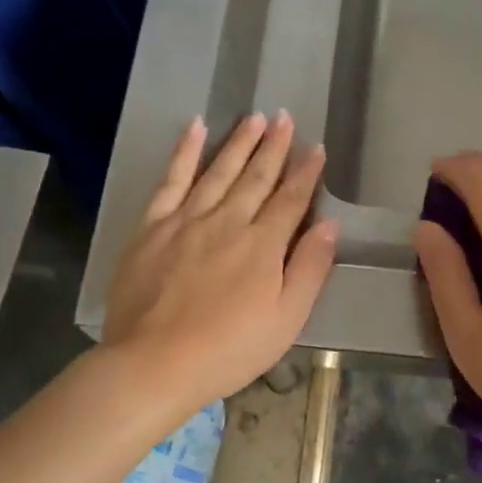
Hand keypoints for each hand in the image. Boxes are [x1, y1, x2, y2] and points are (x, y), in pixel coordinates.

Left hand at [103, 112, 337, 414]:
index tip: (316, 148)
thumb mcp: (286, 320)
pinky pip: (171, 180)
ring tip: (254, 118)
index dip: (306, 173)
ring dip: (239, 142)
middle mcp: (227, 222)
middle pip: (256, 177)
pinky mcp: (152, 227)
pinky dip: (184, 152)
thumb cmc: (229, 350)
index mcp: (263, 246)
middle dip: (274, 147)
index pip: (291, 200)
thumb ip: (310, 269)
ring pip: (218, 171)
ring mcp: (186, 221)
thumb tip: (329, 224)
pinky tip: (195, 128)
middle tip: (285, 118)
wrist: (155, 364)